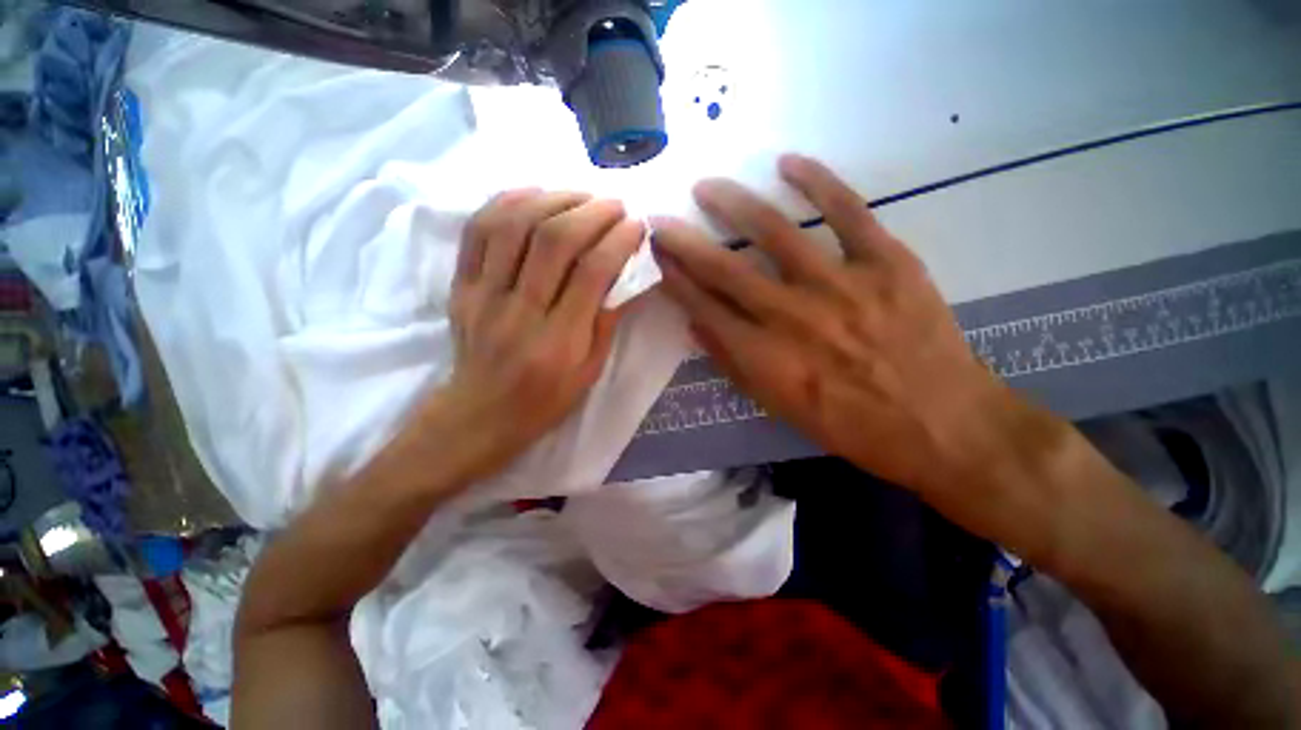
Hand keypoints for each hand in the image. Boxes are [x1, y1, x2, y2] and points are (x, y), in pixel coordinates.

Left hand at [424, 189, 643, 482]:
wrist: (480, 415)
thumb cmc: (546, 400)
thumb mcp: (590, 371)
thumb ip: (608, 321)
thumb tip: (629, 274)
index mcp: (558, 341)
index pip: (591, 273)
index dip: (618, 241)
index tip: (636, 226)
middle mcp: (519, 313)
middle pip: (552, 240)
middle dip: (590, 212)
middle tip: (613, 205)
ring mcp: (483, 295)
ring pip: (513, 225)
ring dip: (552, 199)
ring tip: (579, 196)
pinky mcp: (461, 286)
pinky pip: (477, 231)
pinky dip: (506, 202)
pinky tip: (533, 195)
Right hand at [653, 154, 1022, 494]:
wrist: (940, 424)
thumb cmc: (852, 426)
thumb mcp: (780, 408)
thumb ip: (733, 365)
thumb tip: (696, 326)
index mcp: (764, 357)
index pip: (703, 308)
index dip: (674, 280)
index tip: (656, 257)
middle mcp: (791, 317)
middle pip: (725, 269)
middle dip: (685, 242)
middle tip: (661, 219)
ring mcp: (840, 285)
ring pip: (775, 232)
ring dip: (734, 204)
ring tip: (707, 186)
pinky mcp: (886, 263)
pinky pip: (847, 212)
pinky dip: (818, 183)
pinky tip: (789, 164)